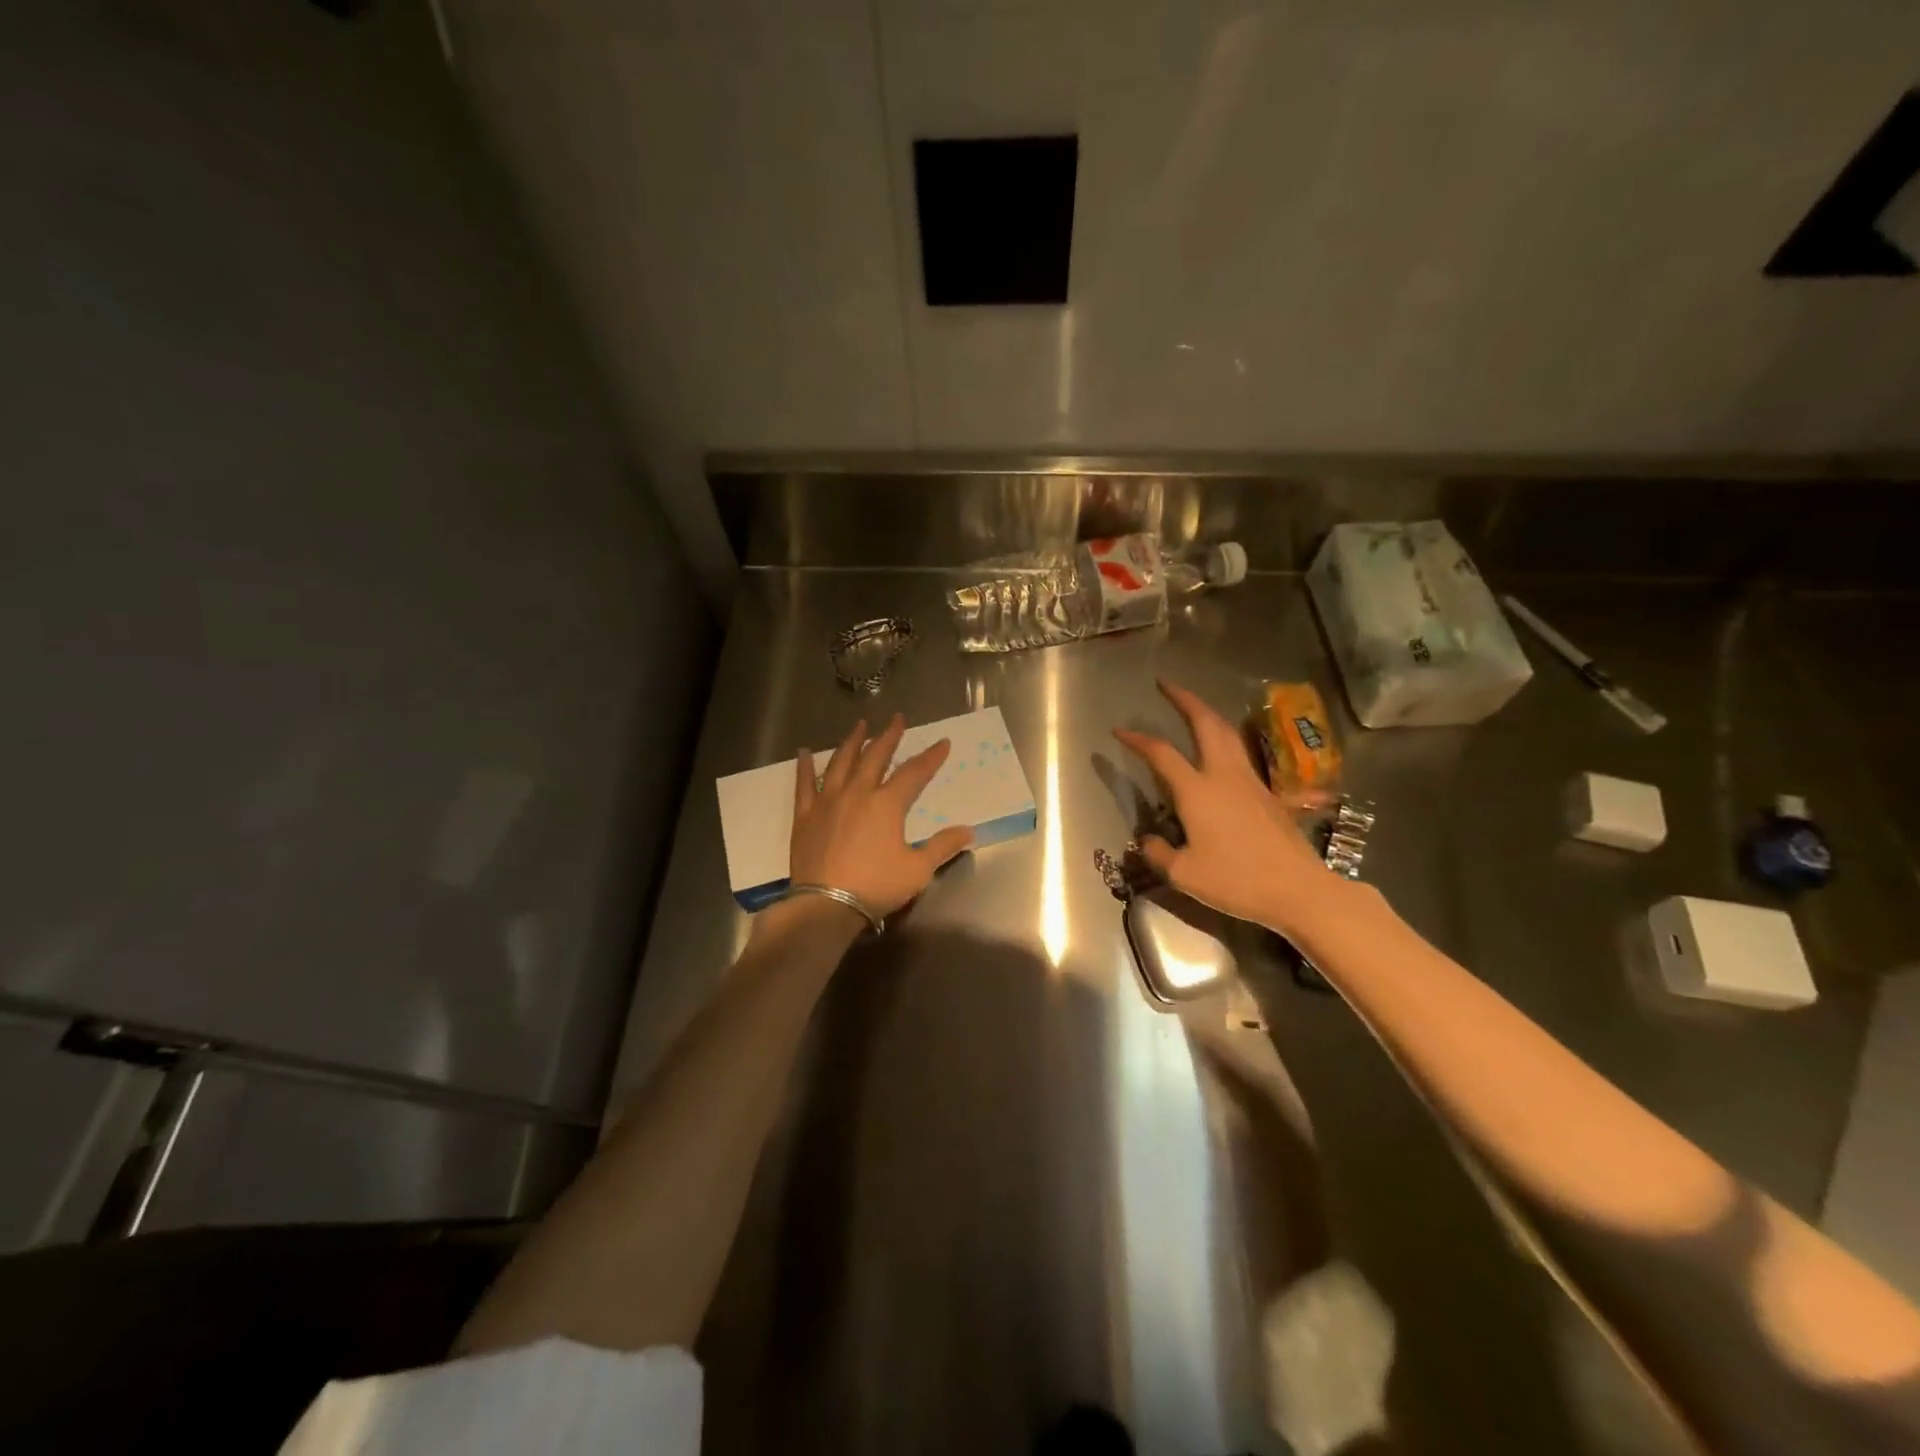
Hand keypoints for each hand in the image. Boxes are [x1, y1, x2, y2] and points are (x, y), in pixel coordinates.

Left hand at [788, 713, 973, 921]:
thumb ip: (942, 846)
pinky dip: (804, 766)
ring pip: (840, 762)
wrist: (826, 904)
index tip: (942, 743)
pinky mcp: (805, 816)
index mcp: (887, 804)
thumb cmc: (876, 886)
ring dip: (852, 742)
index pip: (914, 773)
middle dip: (889, 736)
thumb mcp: (918, 869)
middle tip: (897, 719)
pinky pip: (803, 784)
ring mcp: (827, 801)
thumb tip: (968, 831)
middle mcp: (857, 793)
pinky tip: (803, 753)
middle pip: (875, 757)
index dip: (931, 757)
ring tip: (859, 725)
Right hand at [1114, 679, 1339, 935]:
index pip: (1161, 754)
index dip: (1137, 739)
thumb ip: (1159, 853)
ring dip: (1208, 714)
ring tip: (1193, 707)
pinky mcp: (1269, 794)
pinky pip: (1242, 755)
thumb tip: (1147, 839)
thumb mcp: (1184, 874)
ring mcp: (1250, 782)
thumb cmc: (1236, 881)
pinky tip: (1221, 751)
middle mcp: (1223, 776)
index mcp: (1197, 791)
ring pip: (1228, 734)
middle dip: (1184, 700)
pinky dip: (1225, 739)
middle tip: (1167, 685)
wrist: (1298, 890)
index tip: (1119, 730)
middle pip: (1205, 724)